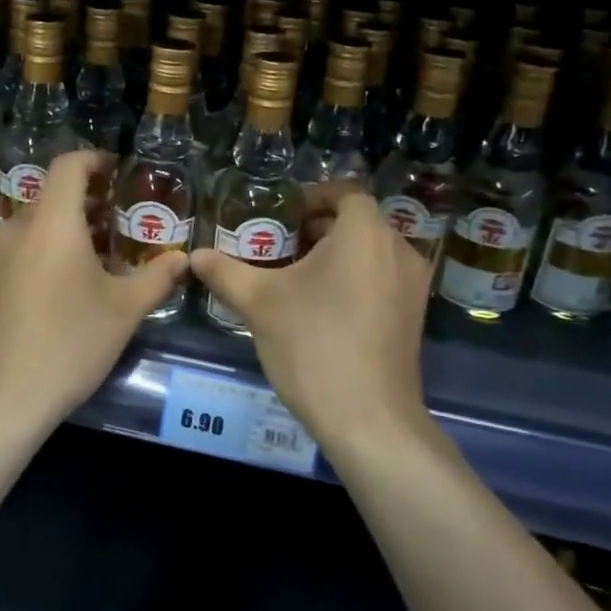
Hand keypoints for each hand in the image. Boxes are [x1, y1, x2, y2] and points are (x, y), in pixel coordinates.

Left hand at [0, 151, 188, 427]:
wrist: (2, 396)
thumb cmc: (70, 342)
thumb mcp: (124, 310)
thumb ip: (156, 277)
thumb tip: (182, 258)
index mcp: (51, 222)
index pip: (69, 165)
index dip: (95, 159)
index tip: (119, 171)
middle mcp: (19, 227)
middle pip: (53, 192)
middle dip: (89, 196)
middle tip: (123, 216)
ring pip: (38, 219)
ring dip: (71, 222)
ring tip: (104, 248)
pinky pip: (25, 242)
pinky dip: (51, 243)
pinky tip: (73, 276)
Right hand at [190, 187, 429, 447]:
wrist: (368, 417)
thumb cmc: (312, 343)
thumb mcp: (258, 302)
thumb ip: (225, 271)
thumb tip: (194, 255)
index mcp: (364, 233)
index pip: (345, 192)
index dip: (313, 196)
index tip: (284, 213)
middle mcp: (398, 249)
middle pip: (359, 221)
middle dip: (320, 226)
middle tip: (282, 243)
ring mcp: (413, 284)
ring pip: (373, 251)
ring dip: (339, 253)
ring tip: (298, 274)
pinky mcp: (415, 316)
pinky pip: (384, 277)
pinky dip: (357, 276)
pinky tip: (324, 305)